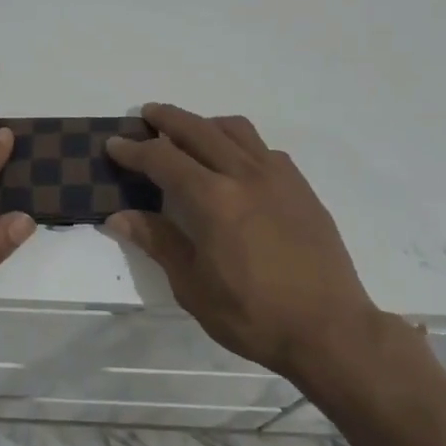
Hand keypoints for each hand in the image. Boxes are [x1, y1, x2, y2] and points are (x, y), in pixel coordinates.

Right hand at [105, 103, 380, 383]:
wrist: (330, 330)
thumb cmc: (254, 315)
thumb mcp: (193, 286)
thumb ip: (158, 242)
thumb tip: (118, 217)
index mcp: (213, 199)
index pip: (163, 158)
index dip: (134, 150)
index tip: (114, 144)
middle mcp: (244, 174)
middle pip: (198, 129)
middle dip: (168, 119)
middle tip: (147, 116)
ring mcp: (278, 176)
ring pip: (236, 129)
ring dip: (206, 124)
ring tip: (190, 134)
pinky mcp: (301, 187)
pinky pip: (264, 149)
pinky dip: (240, 144)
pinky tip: (236, 165)